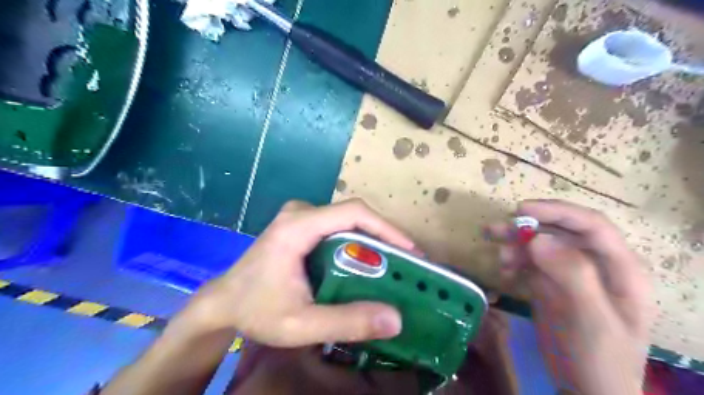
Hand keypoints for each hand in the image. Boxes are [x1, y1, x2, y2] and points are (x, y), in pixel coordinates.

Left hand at [184, 200, 418, 348]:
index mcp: (298, 226)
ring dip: (372, 238)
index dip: (386, 228)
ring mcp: (299, 215)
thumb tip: (395, 318)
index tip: (410, 250)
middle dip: (384, 235)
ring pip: (347, 219)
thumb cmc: (256, 310)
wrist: (223, 302)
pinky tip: (366, 262)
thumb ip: (347, 322)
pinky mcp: (300, 223)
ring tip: (393, 263)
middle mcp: (300, 212)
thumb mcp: (301, 325)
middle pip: (353, 214)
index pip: (353, 213)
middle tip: (407, 262)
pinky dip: (356, 240)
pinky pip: (337, 225)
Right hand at [487, 201, 651, 394]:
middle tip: (496, 229)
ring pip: (541, 246)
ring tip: (498, 257)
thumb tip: (537, 240)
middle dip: (529, 227)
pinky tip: (504, 273)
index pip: (591, 225)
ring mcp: (570, 274)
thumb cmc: (600, 358)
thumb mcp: (592, 319)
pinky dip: (514, 262)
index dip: (558, 211)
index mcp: (620, 268)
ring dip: (517, 246)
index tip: (522, 210)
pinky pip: (530, 263)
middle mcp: (595, 264)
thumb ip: (571, 275)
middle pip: (561, 232)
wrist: (585, 390)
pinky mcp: (550, 284)